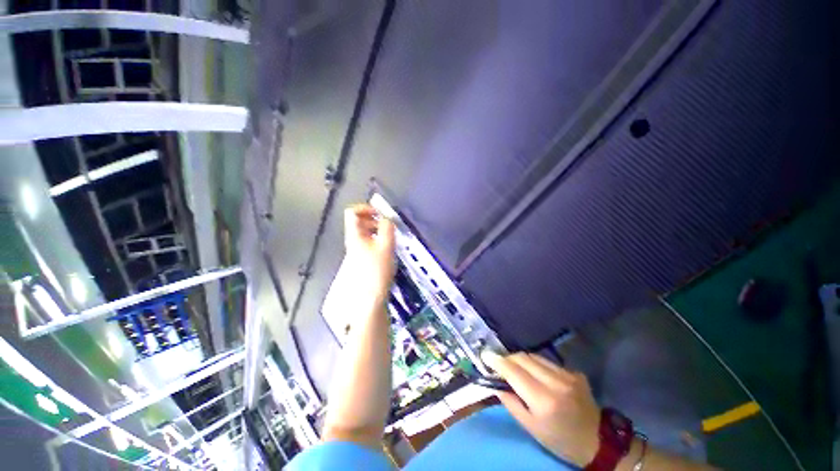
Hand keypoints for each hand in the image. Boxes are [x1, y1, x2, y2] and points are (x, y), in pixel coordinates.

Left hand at [344, 204, 395, 300]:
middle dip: (375, 219)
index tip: (380, 213)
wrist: (369, 297)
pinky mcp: (363, 257)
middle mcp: (353, 240)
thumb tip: (387, 218)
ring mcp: (357, 249)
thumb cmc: (377, 270)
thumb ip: (388, 228)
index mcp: (355, 235)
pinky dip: (379, 239)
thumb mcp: (386, 246)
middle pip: (360, 221)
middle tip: (388, 226)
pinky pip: (369, 241)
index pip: (353, 212)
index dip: (366, 208)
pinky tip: (388, 248)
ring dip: (378, 229)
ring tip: (391, 237)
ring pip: (366, 232)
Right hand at [483, 351, 600, 466]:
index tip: (485, 355)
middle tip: (499, 364)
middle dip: (508, 358)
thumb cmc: (559, 440)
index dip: (497, 362)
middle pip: (523, 358)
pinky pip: (547, 362)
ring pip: (534, 356)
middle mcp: (556, 382)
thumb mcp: (531, 427)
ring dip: (521, 360)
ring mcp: (567, 374)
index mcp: (543, 400)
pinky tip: (537, 375)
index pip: (514, 372)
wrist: (597, 441)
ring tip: (516, 368)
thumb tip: (496, 382)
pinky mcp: (574, 372)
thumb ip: (510, 402)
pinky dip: (536, 364)